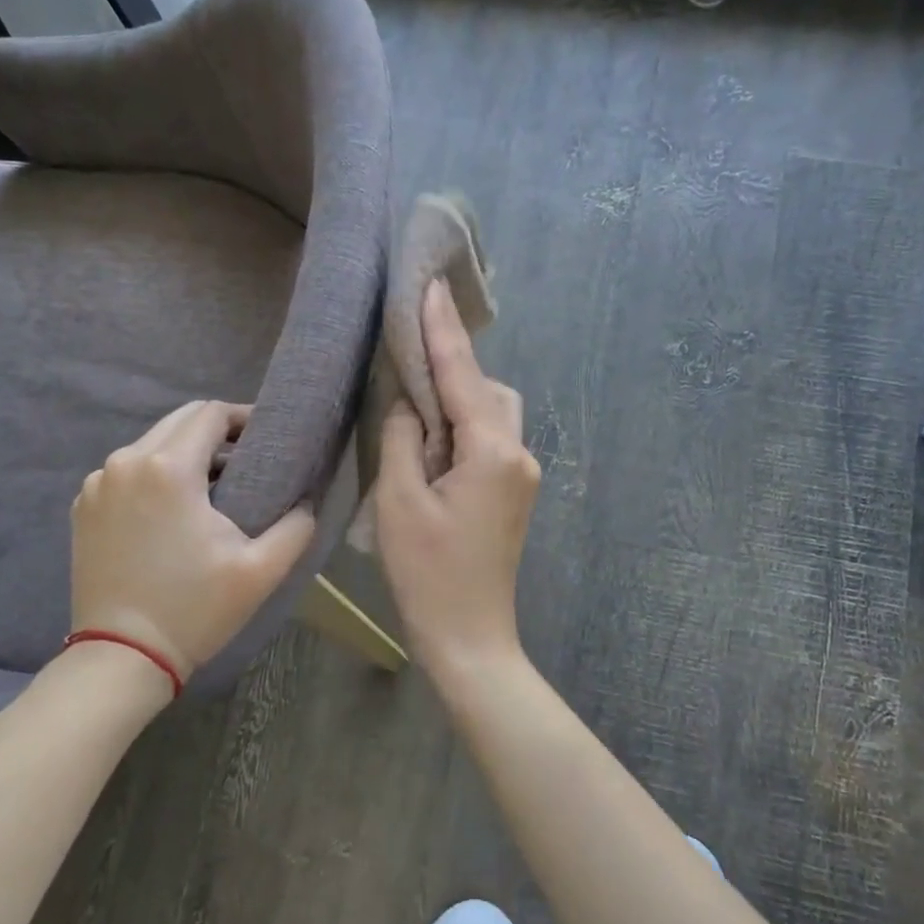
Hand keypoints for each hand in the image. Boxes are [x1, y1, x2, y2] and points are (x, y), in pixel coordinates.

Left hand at [71, 401, 316, 680]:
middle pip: (179, 421)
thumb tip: (308, 501)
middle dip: (216, 430)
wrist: (121, 658)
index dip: (244, 416)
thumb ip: (297, 525)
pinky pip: (127, 471)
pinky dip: (154, 474)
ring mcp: (98, 485)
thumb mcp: (262, 570)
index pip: (211, 414)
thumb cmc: (194, 609)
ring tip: (215, 483)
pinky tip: (174, 506)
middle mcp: (125, 462)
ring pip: (151, 444)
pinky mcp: (84, 507)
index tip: (267, 436)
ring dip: (185, 451)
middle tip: (247, 457)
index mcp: (168, 468)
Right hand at [375, 279, 540, 669]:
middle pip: (489, 390)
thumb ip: (404, 437)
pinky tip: (435, 441)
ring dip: (458, 402)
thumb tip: (412, 404)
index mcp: (492, 452)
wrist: (469, 638)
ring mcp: (522, 476)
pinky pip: (491, 441)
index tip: (431, 285)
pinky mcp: (514, 494)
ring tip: (416, 411)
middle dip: (453, 370)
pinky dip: (464, 429)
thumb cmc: (428, 573)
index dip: (442, 329)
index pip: (462, 375)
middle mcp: (518, 454)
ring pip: (493, 414)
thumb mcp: (400, 500)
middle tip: (408, 364)